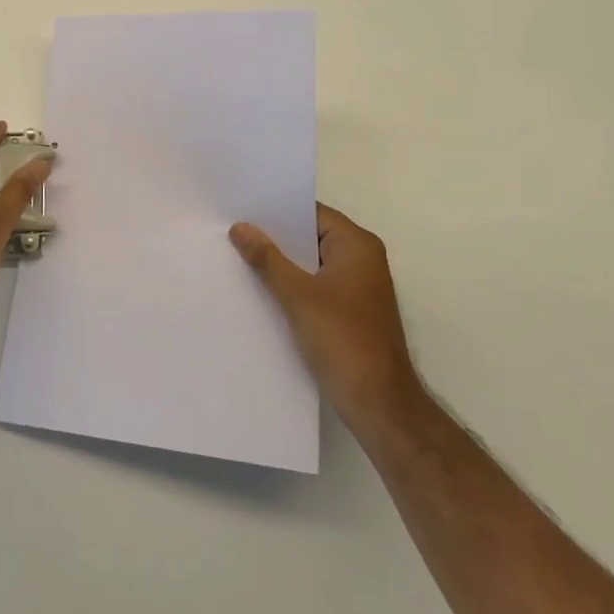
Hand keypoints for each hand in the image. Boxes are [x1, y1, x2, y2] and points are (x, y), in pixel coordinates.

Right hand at [230, 204, 423, 436]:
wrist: (379, 405)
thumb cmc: (342, 340)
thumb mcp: (297, 295)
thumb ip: (267, 259)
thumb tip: (240, 227)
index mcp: (357, 245)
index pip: (312, 213)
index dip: (278, 210)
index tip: (242, 208)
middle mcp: (362, 259)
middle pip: (311, 237)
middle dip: (276, 238)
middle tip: (233, 231)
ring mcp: (358, 287)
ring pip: (312, 264)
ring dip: (283, 264)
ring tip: (240, 257)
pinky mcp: (351, 312)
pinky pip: (316, 286)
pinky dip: (293, 286)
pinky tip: (262, 290)